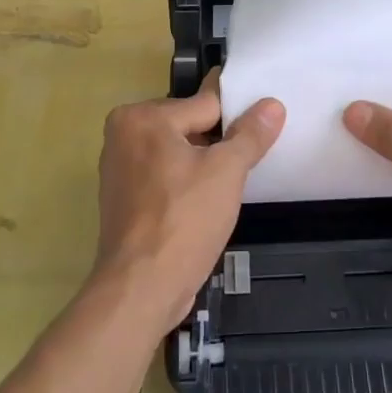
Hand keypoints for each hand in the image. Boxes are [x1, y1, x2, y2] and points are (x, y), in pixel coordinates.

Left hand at [92, 72, 285, 333]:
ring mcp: (120, 168)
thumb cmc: (184, 220)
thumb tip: (272, 104)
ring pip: (176, 152)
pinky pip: (164, 176)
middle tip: (251, 156)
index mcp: (142, 117)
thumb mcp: (227, 171)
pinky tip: (208, 199)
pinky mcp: (123, 198)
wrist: (141, 288)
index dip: (237, 115)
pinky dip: (185, 182)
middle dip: (218, 141)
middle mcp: (123, 134)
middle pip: (188, 125)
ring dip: (202, 163)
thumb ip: (250, 134)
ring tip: (234, 179)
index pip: (204, 104)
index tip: (264, 117)